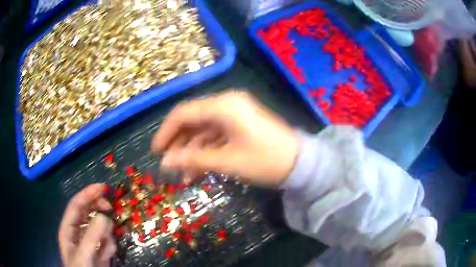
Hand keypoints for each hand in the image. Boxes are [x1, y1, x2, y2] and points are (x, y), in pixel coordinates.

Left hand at [59, 184, 115, 266]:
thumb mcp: (83, 255)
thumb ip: (91, 237)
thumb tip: (104, 216)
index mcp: (69, 229)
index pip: (76, 206)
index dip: (87, 194)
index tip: (103, 187)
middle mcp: (78, 232)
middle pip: (88, 212)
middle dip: (98, 207)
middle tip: (110, 207)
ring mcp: (90, 241)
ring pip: (100, 226)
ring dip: (105, 233)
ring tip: (106, 247)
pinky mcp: (100, 250)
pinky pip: (107, 241)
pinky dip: (109, 246)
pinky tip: (107, 256)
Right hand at [151, 90, 298, 186]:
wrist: (300, 164)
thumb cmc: (265, 160)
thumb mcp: (227, 161)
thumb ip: (193, 160)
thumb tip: (165, 162)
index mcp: (224, 105)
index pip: (184, 113)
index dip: (166, 132)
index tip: (156, 151)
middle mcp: (227, 103)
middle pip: (192, 120)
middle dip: (178, 143)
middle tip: (168, 164)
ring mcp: (235, 114)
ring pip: (203, 130)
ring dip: (192, 151)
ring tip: (183, 174)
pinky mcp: (240, 125)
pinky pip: (216, 135)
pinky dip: (206, 150)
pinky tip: (198, 169)